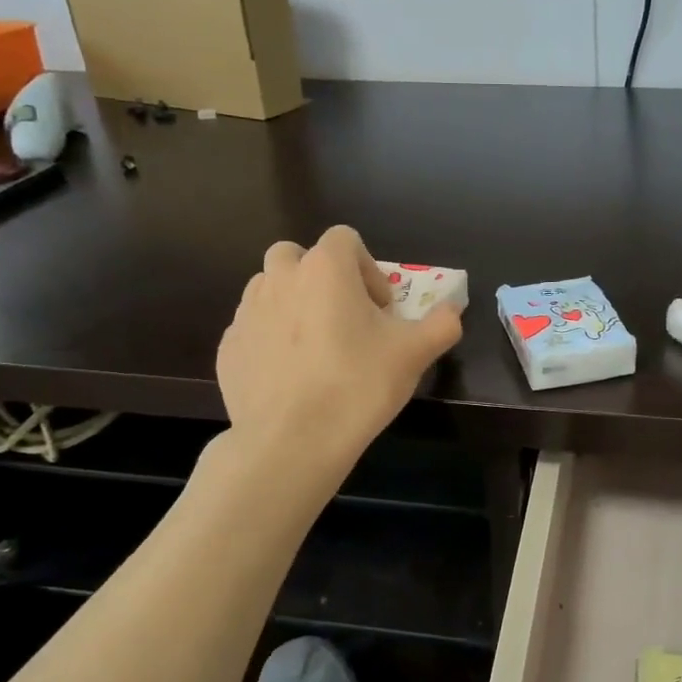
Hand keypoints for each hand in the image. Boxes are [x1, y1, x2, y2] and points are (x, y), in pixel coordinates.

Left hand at [217, 226, 462, 463]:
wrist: (291, 442)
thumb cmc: (358, 385)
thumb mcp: (415, 354)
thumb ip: (442, 323)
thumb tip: (453, 310)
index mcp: (325, 268)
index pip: (345, 239)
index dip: (368, 268)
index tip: (379, 309)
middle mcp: (279, 278)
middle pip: (298, 256)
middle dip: (322, 278)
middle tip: (344, 320)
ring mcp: (247, 313)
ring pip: (270, 289)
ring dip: (294, 305)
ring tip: (317, 348)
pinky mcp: (228, 347)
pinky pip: (253, 328)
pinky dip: (272, 339)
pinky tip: (292, 376)